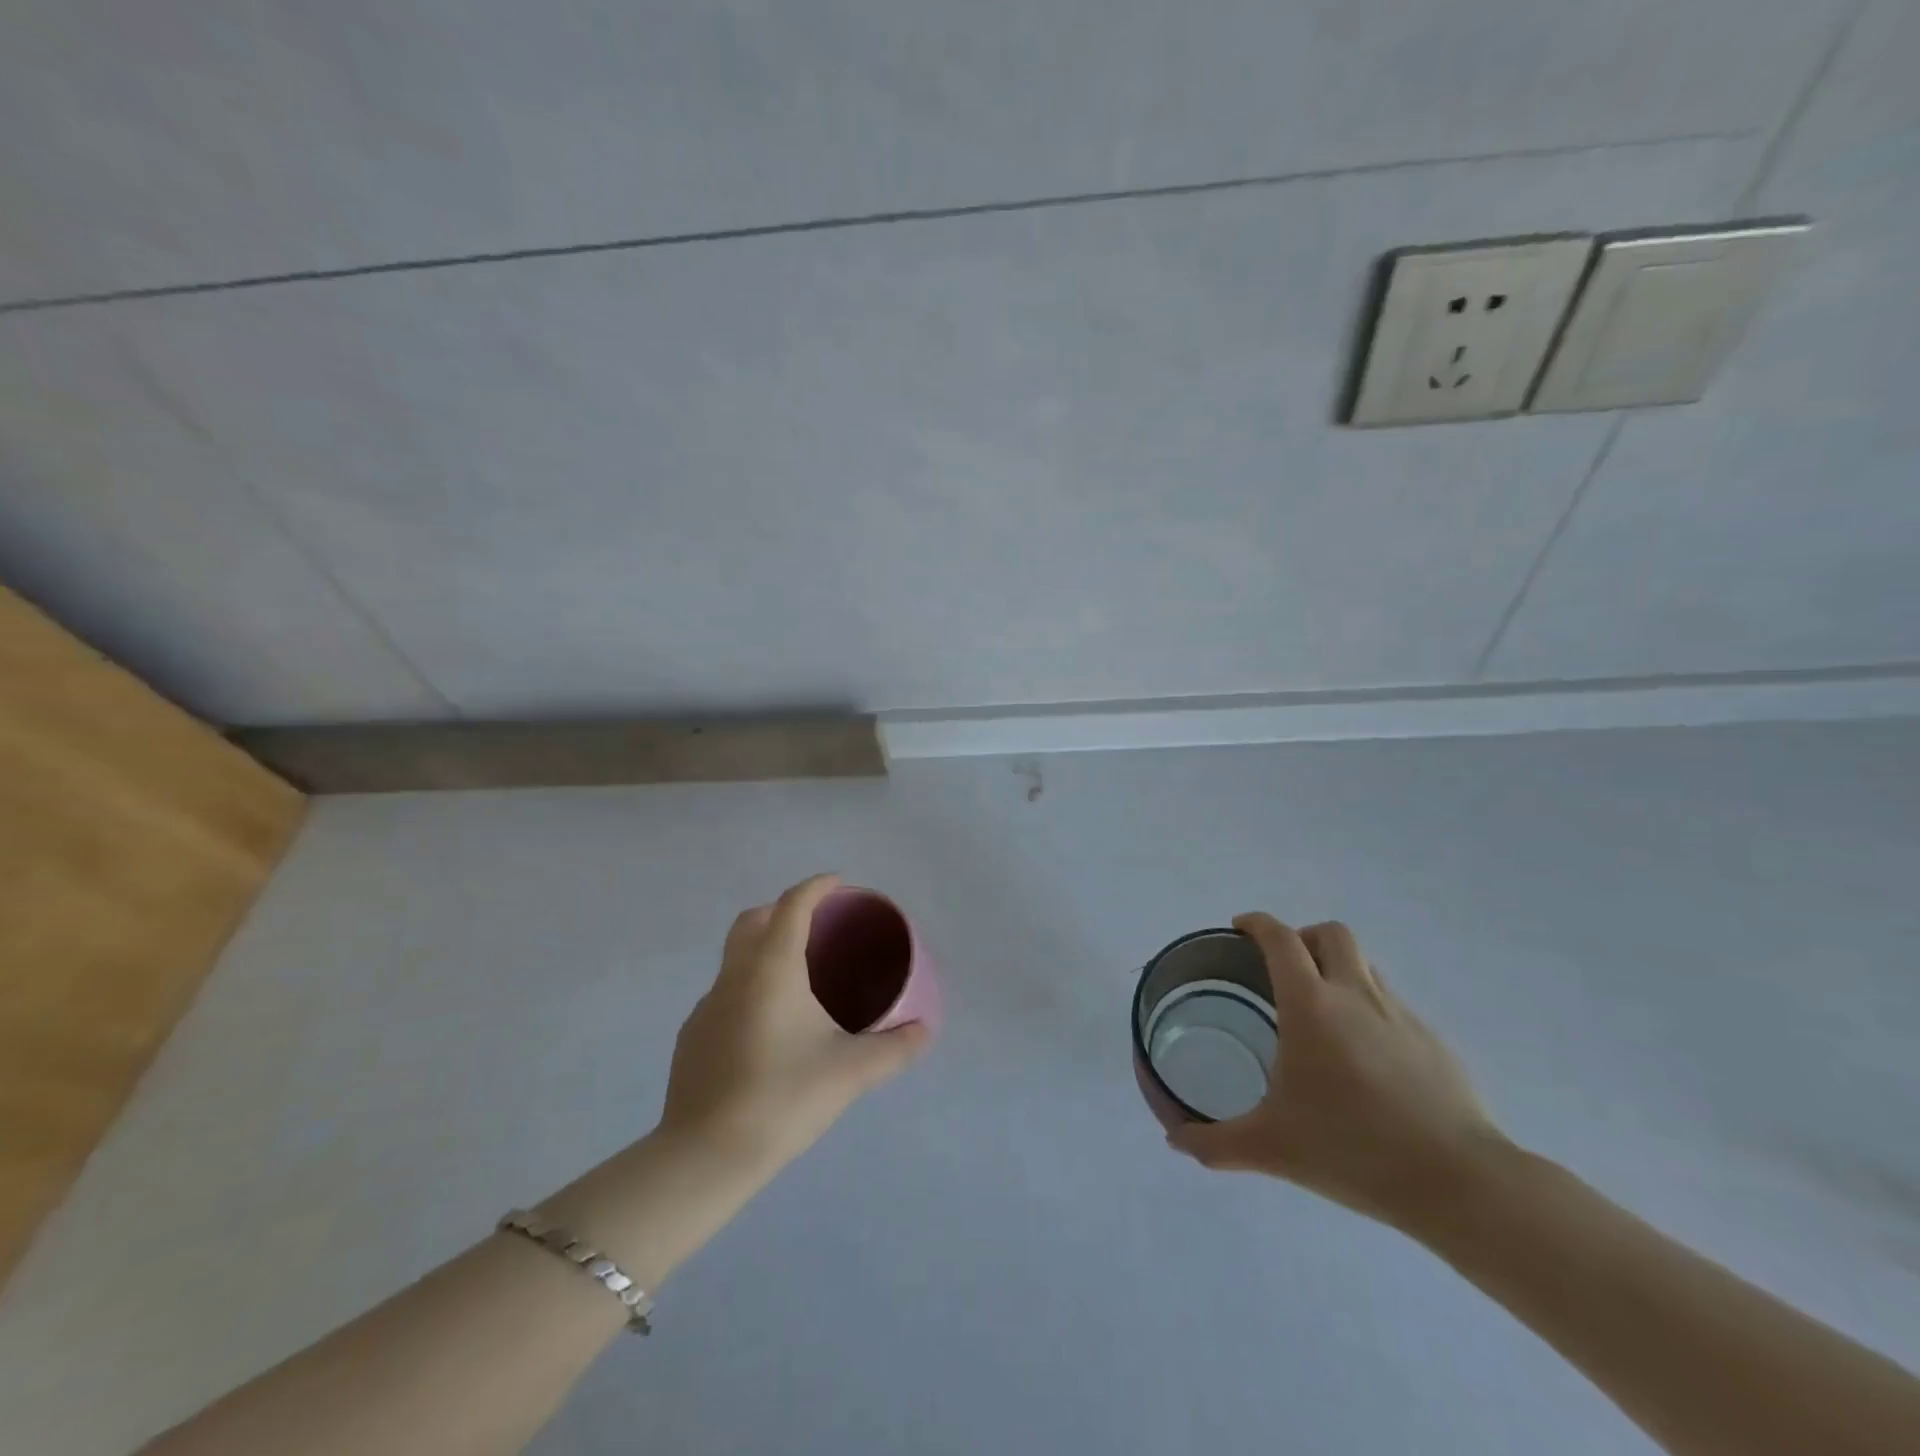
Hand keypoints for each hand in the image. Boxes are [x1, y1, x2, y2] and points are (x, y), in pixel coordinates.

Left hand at [658, 874, 930, 1178]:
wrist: (705, 1157)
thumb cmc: (783, 1097)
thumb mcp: (850, 1072)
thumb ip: (894, 1048)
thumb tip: (926, 1031)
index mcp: (772, 969)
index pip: (792, 906)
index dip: (816, 887)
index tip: (838, 883)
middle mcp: (734, 976)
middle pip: (752, 920)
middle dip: (782, 910)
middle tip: (815, 925)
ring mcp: (706, 1006)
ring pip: (735, 957)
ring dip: (763, 949)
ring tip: (798, 978)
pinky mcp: (692, 1037)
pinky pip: (725, 993)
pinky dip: (748, 988)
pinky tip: (768, 1027)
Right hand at [1168, 914, 1507, 1227]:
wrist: (1461, 1184)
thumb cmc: (1354, 1150)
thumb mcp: (1271, 1148)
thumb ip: (1214, 1141)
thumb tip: (1174, 1139)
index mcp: (1311, 1005)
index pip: (1280, 938)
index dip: (1256, 924)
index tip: (1240, 928)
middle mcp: (1356, 995)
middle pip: (1331, 933)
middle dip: (1302, 937)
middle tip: (1282, 968)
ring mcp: (1401, 1015)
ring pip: (1365, 964)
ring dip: (1338, 968)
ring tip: (1322, 1012)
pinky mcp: (1434, 1042)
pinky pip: (1392, 1004)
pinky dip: (1369, 1009)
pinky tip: (1364, 1059)